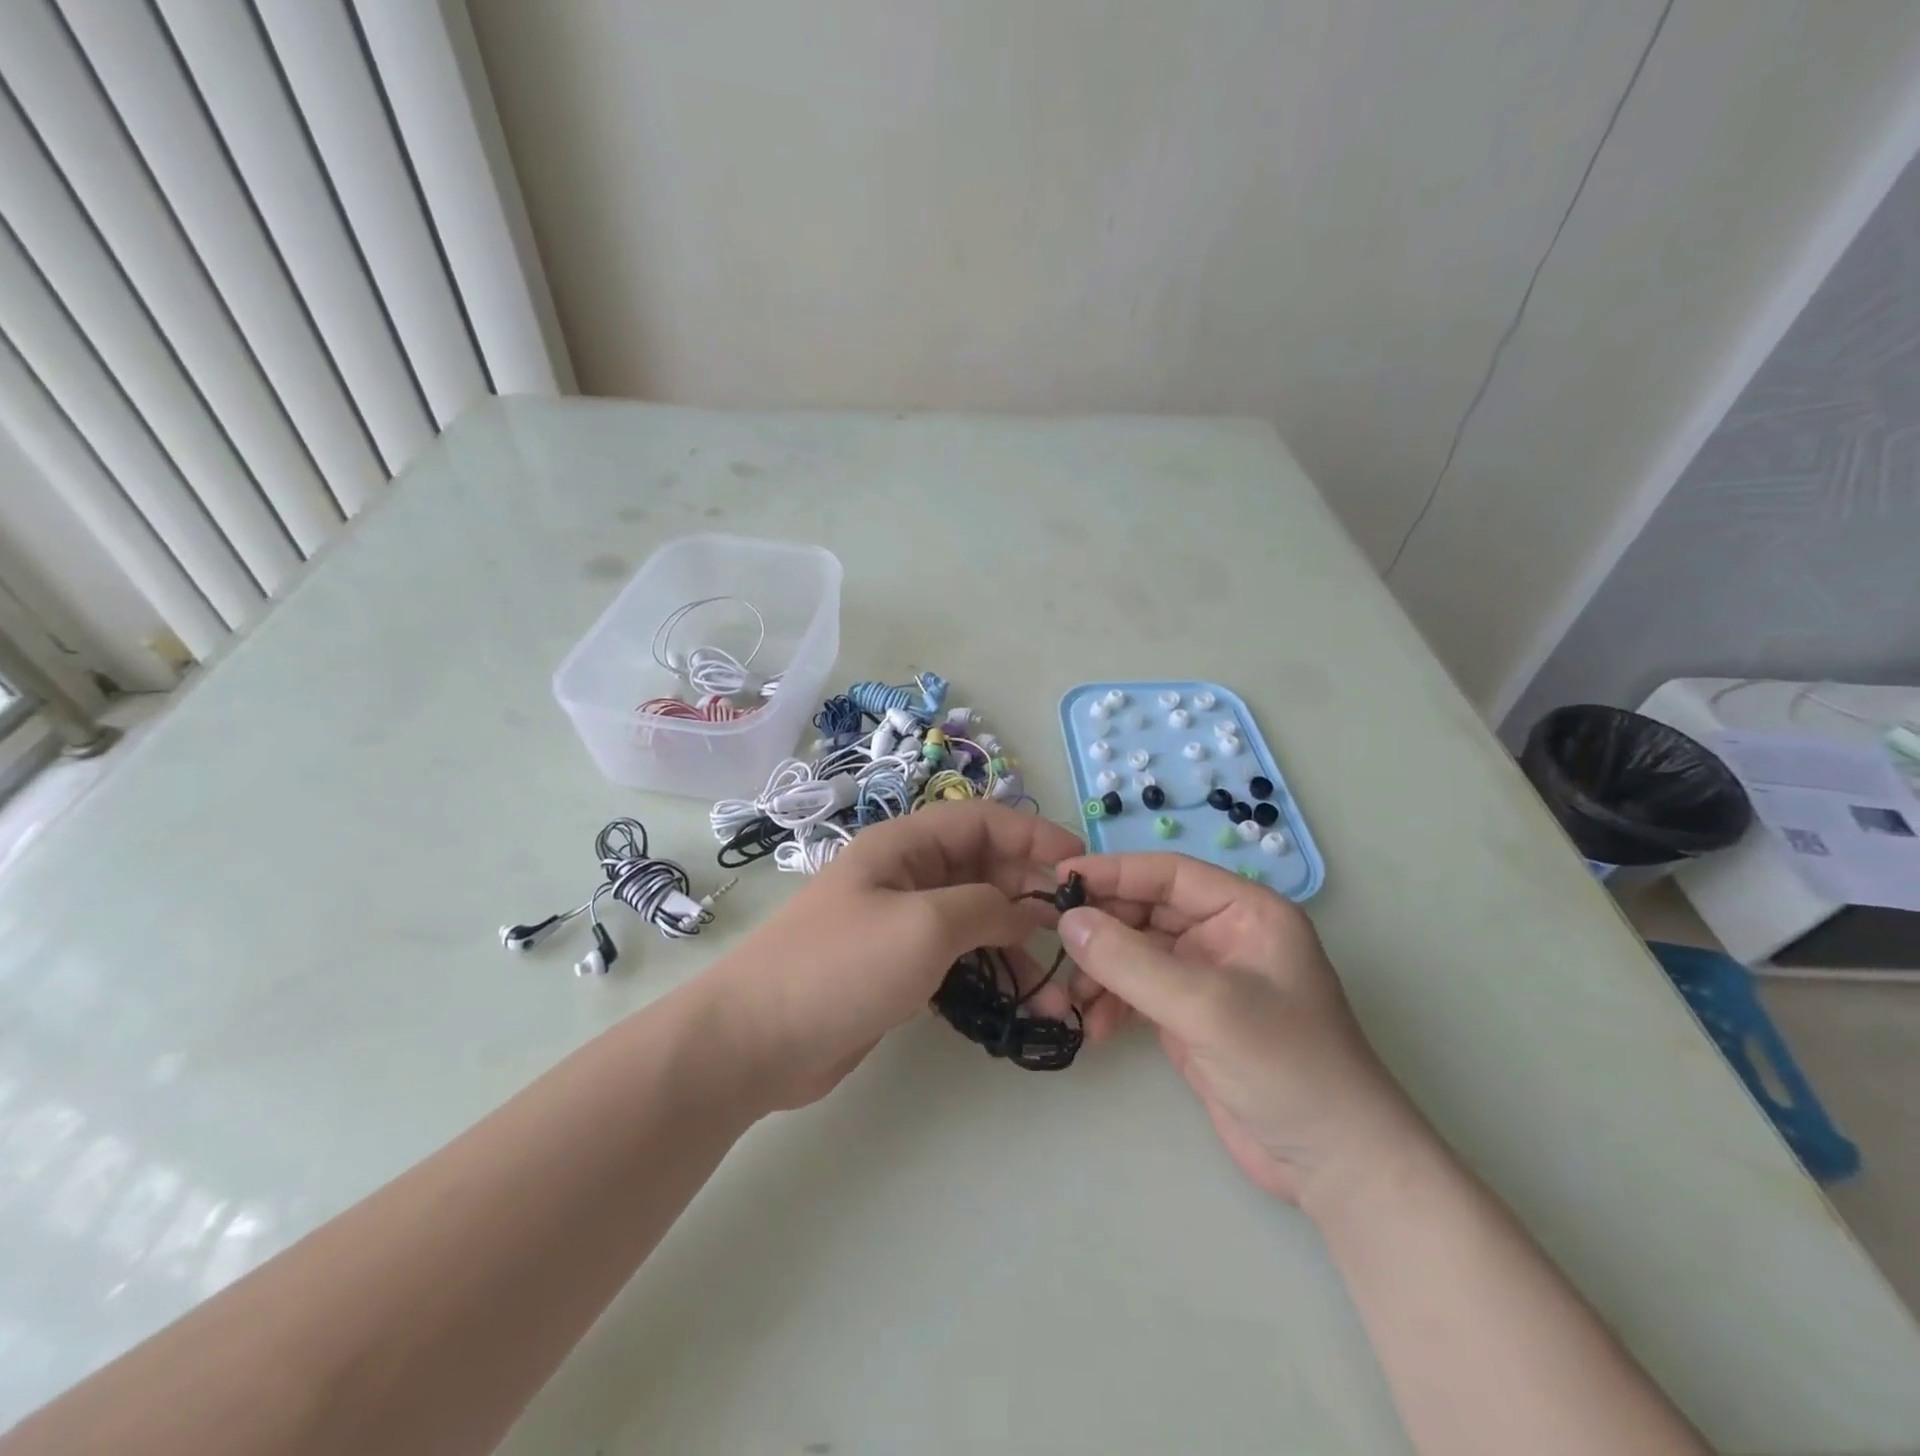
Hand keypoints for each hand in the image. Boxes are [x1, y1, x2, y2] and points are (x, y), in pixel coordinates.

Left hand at [704, 802, 1084, 1109]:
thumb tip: (1029, 910)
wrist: (756, 1041)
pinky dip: (990, 971)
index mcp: (904, 845)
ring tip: (1056, 985)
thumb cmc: (842, 967)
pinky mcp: (898, 966)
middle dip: (1030, 894)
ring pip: (975, 916)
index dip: (1033, 835)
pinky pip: (957, 955)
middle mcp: (905, 875)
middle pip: (983, 867)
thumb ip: (986, 908)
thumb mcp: (925, 926)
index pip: (982, 821)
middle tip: (1074, 930)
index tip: (1080, 865)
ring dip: (1016, 943)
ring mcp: (901, 922)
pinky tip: (1018, 998)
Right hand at [1057, 852, 1419, 1204]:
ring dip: (1101, 971)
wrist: (1335, 1166)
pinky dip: (1111, 1003)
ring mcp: (1206, 979)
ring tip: (1071, 999)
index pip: (1169, 874)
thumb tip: (1067, 921)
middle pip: (1147, 912)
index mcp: (1246, 912)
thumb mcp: (1206, 1006)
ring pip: (1136, 953)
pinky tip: (1092, 1028)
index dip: (1115, 872)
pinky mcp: (1190, 1019)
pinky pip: (1137, 992)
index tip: (1061, 879)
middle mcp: (1224, 936)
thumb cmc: (1286, 1066)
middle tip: (1056, 945)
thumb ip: (1131, 962)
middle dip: (1102, 930)